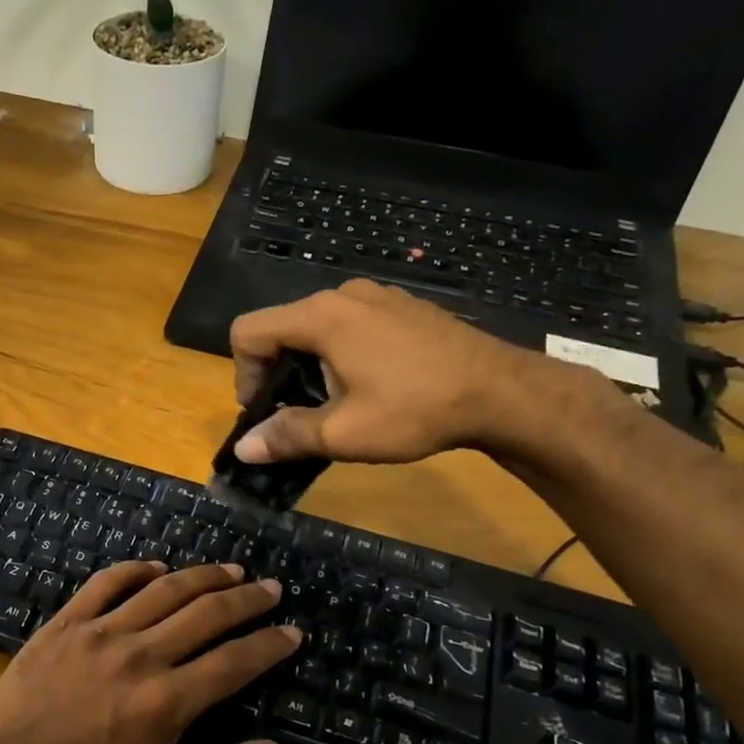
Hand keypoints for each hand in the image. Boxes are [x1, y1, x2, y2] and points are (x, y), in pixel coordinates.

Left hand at [0, 561, 300, 743]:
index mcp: (168, 700)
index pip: (235, 661)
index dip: (270, 644)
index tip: (292, 632)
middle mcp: (142, 654)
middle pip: (207, 613)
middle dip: (246, 598)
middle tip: (270, 588)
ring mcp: (102, 632)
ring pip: (164, 589)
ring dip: (203, 576)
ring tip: (230, 570)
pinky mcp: (68, 622)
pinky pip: (108, 582)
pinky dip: (136, 569)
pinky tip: (157, 567)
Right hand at [228, 279, 590, 464]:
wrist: (501, 392)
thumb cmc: (415, 410)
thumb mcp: (343, 433)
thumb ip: (286, 436)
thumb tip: (242, 449)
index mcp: (320, 317)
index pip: (248, 331)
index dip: (243, 374)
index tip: (265, 411)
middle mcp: (343, 295)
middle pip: (282, 327)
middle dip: (277, 372)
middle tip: (298, 415)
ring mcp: (377, 296)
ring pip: (317, 326)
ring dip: (310, 364)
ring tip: (336, 403)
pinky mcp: (402, 306)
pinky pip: (350, 324)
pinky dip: (341, 352)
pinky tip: (371, 385)